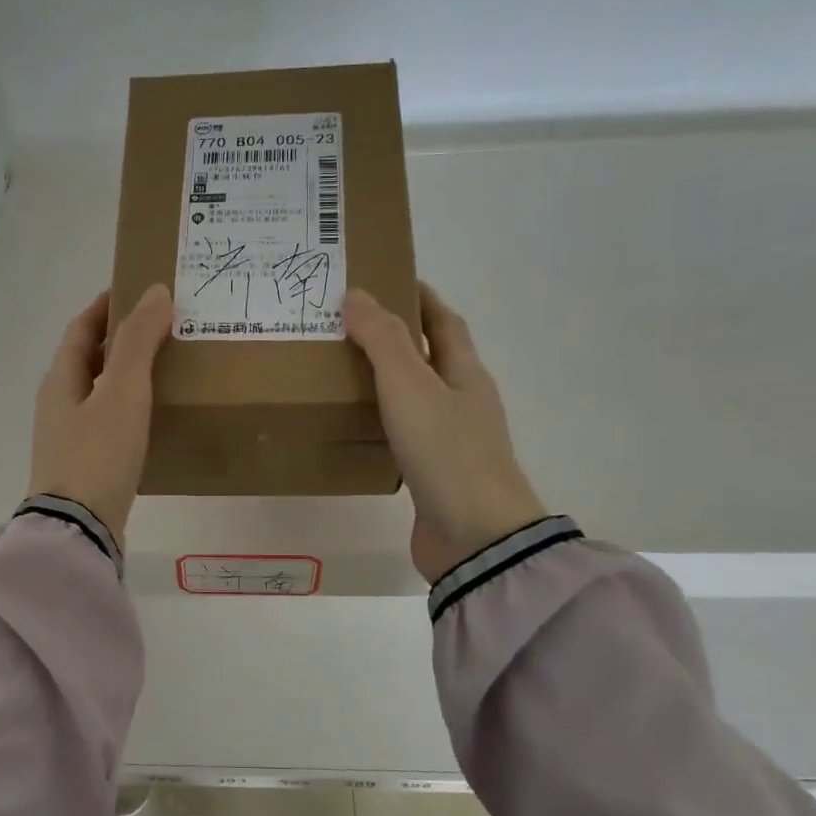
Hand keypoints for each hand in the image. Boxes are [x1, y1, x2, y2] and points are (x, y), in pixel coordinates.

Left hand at [28, 285, 171, 549]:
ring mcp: (67, 438)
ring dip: (124, 375)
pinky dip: (127, 408)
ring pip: (97, 392)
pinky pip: (105, 422)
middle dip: (119, 340)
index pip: (81, 329)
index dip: (106, 308)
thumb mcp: (121, 392)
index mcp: (60, 380)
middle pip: (87, 359)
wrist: (78, 529)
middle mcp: (58, 404)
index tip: (136, 292)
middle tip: (160, 330)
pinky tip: (151, 418)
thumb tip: (156, 292)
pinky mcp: (83, 465)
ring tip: (163, 369)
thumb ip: (137, 342)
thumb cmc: (97, 454)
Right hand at [344, 283, 547, 581]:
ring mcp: (450, 441)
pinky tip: (354, 426)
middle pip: (430, 357)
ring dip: (385, 380)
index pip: (444, 321)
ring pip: (415, 398)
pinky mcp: (432, 475)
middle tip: (346, 325)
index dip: (419, 297)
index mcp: (466, 374)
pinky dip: (380, 422)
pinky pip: (403, 435)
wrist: (475, 537)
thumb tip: (356, 294)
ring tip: (340, 369)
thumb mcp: (411, 386)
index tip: (385, 278)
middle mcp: (463, 402)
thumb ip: (382, 340)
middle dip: (395, 337)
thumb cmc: (447, 452)